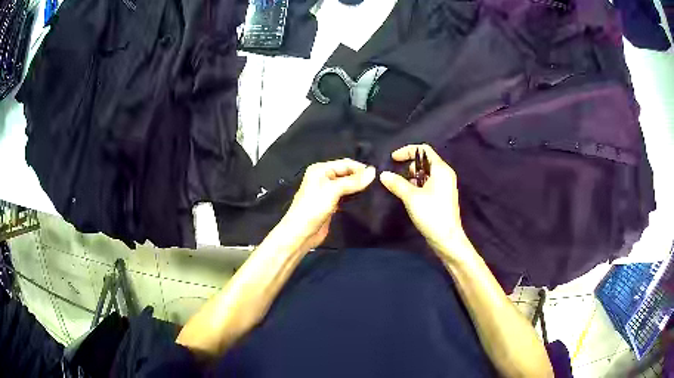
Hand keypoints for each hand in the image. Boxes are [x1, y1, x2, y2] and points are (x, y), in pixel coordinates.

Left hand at [281, 159, 375, 251]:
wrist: (301, 233)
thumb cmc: (313, 208)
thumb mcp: (333, 191)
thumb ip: (353, 181)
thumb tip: (373, 171)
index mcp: (320, 170)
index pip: (345, 163)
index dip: (360, 168)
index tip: (378, 175)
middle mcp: (323, 178)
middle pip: (346, 173)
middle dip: (360, 177)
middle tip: (378, 183)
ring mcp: (327, 192)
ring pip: (347, 185)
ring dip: (358, 188)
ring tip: (375, 190)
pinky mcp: (331, 204)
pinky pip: (345, 197)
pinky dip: (354, 197)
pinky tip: (366, 199)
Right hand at [380, 144, 470, 261]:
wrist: (447, 239)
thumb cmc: (431, 214)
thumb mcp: (411, 197)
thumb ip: (396, 183)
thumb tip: (383, 174)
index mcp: (441, 169)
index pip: (424, 150)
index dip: (407, 151)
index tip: (393, 159)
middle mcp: (445, 174)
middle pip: (424, 161)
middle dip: (409, 166)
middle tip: (399, 178)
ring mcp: (445, 186)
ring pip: (426, 174)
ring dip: (412, 178)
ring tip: (403, 190)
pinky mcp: (442, 196)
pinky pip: (429, 184)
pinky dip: (418, 186)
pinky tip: (411, 197)